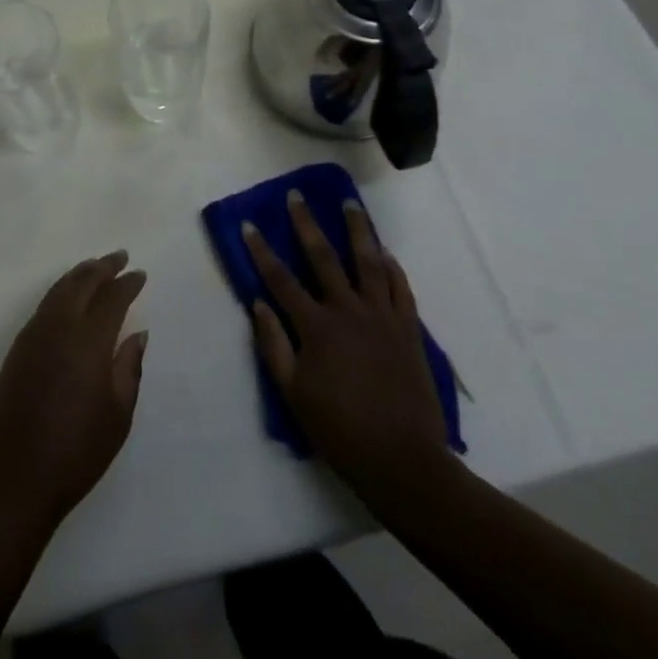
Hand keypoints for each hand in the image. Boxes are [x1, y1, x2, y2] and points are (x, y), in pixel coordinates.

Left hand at [0, 251, 147, 532]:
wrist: (16, 474)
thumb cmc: (77, 451)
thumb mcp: (118, 415)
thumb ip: (129, 368)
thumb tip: (137, 333)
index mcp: (88, 341)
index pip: (111, 298)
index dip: (127, 284)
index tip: (140, 274)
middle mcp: (60, 326)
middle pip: (82, 283)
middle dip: (103, 267)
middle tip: (119, 257)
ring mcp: (34, 333)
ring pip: (60, 288)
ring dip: (80, 274)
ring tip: (96, 267)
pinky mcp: (18, 345)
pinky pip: (45, 304)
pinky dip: (61, 290)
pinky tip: (69, 295)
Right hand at [244, 193, 451, 503]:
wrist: (405, 462)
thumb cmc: (340, 430)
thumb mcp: (294, 394)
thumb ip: (273, 345)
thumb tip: (258, 303)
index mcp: (317, 327)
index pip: (281, 279)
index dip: (261, 251)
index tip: (248, 224)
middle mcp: (348, 311)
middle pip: (324, 257)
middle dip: (306, 224)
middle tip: (297, 196)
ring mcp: (382, 318)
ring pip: (368, 262)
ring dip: (357, 230)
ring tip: (350, 203)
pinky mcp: (409, 330)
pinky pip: (400, 289)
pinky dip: (392, 267)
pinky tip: (385, 252)